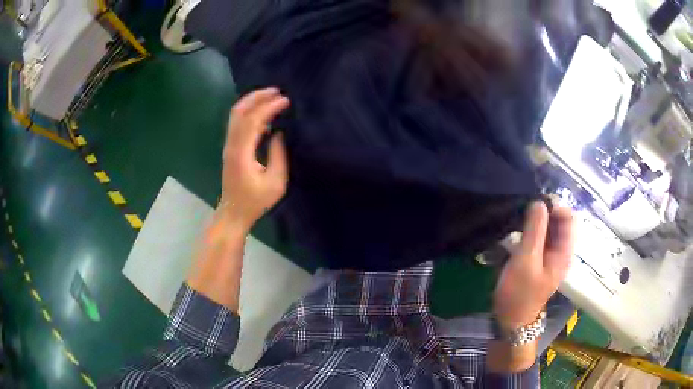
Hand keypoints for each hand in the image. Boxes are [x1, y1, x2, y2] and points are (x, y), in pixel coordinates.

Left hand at [188, 88, 289, 311]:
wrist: (233, 213)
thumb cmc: (255, 201)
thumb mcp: (275, 182)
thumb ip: (278, 155)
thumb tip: (278, 133)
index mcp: (242, 152)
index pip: (253, 120)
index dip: (269, 107)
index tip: (285, 100)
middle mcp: (232, 144)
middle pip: (239, 111)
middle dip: (257, 97)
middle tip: (276, 90)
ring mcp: (229, 145)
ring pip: (236, 115)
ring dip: (252, 102)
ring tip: (271, 96)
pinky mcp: (231, 148)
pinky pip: (238, 123)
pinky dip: (250, 112)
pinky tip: (264, 114)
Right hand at [494, 201, 574, 329]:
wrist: (511, 322)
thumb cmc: (519, 293)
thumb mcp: (525, 260)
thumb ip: (534, 230)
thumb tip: (539, 202)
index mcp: (564, 252)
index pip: (569, 218)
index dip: (556, 206)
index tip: (535, 204)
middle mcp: (562, 251)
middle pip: (560, 221)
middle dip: (545, 211)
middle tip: (525, 210)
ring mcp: (551, 256)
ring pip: (550, 229)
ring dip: (537, 220)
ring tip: (520, 218)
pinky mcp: (540, 260)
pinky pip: (541, 238)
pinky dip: (533, 230)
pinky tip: (519, 231)